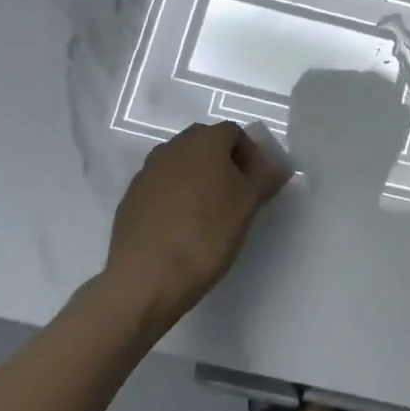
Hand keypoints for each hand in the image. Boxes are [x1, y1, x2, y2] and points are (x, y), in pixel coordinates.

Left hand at [103, 122, 291, 325]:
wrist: (146, 277)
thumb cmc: (207, 234)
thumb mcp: (248, 205)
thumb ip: (267, 179)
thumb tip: (278, 167)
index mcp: (204, 141)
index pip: (234, 132)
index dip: (251, 154)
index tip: (257, 184)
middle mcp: (172, 147)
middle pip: (206, 144)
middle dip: (224, 163)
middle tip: (237, 195)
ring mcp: (147, 172)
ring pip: (182, 165)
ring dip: (199, 179)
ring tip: (210, 213)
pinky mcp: (130, 198)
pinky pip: (162, 187)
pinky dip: (176, 197)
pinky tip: (182, 227)